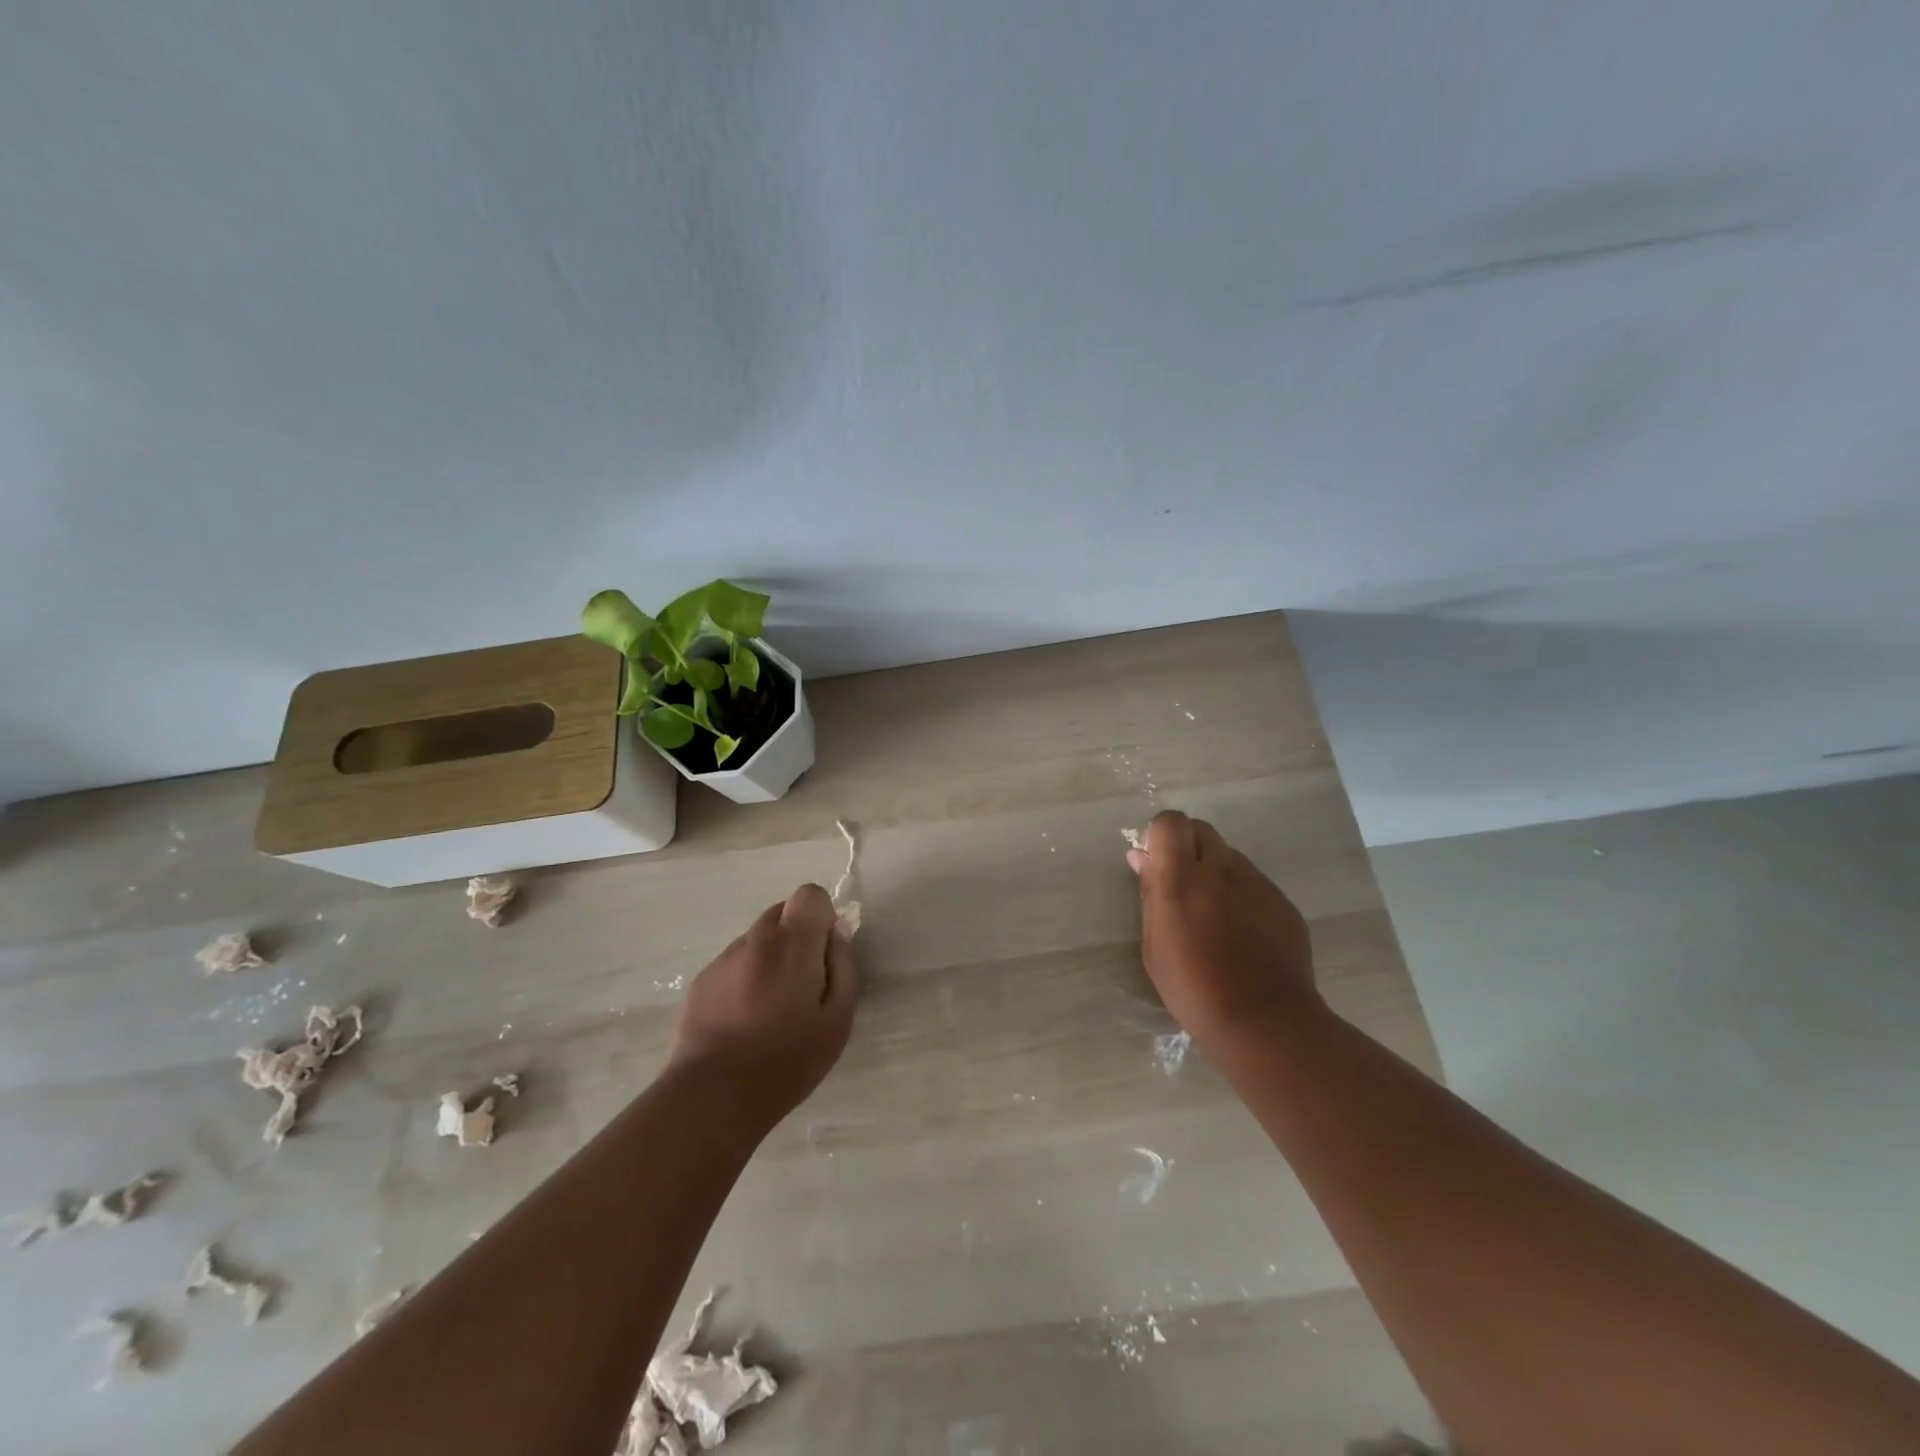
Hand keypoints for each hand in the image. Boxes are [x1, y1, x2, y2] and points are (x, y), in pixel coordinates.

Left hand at [669, 883, 859, 1125]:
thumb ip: (844, 967)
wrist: (713, 1096)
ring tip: (770, 1007)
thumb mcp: (838, 1020)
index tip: (824, 952)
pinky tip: (744, 1019)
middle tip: (802, 982)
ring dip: (770, 957)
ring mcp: (724, 958)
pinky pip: (734, 963)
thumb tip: (838, 934)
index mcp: (792, 944)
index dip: (821, 916)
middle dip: (797, 935)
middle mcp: (756, 940)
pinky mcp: (701, 980)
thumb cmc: (787, 1061)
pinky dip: (745, 977)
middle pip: (782, 912)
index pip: (809, 894)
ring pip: (757, 939)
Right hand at [1128, 811, 1323, 1053]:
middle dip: (1188, 847)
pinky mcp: (1282, 902)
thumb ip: (1149, 895)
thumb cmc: (1194, 989)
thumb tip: (1141, 858)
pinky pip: (1255, 882)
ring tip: (1216, 916)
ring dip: (1216, 871)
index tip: (1157, 863)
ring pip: (1230, 856)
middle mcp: (1220, 870)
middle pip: (1202, 830)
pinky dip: (1243, 895)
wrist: (1264, 1020)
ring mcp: (1257, 883)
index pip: (1170, 822)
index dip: (1161, 836)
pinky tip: (1243, 934)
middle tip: (1183, 885)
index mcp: (1181, 879)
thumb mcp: (1154, 946)